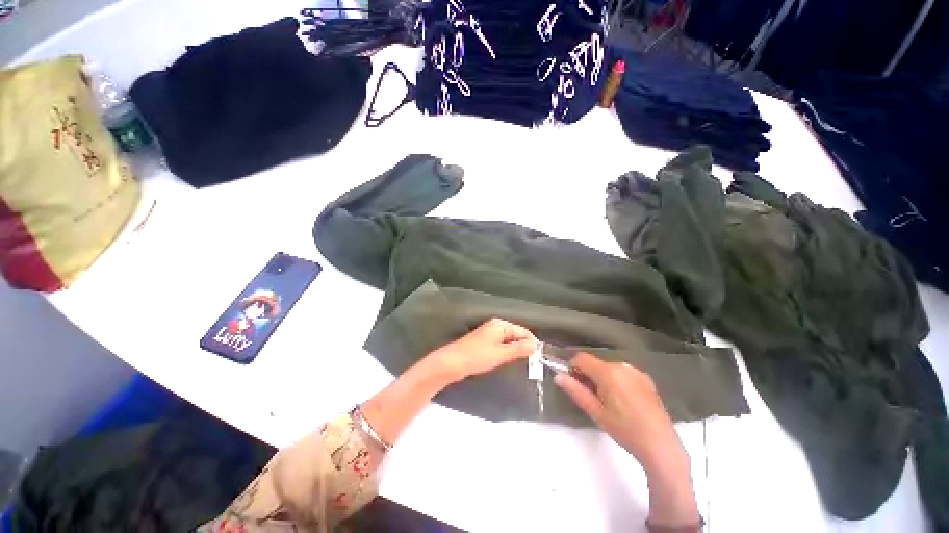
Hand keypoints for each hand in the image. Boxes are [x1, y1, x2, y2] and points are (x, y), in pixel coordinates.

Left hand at [429, 318, 537, 382]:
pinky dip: (507, 352)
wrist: (452, 363)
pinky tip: (509, 360)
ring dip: (516, 350)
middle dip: (524, 346)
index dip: (532, 342)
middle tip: (533, 362)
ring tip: (524, 363)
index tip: (540, 356)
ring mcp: (489, 334)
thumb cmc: (478, 356)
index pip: (522, 331)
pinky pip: (501, 345)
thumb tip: (535, 345)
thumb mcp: (501, 353)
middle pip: (516, 334)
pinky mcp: (484, 343)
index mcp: (500, 324)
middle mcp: (495, 326)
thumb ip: (519, 349)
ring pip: (509, 341)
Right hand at [554, 352, 682, 471]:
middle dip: (588, 374)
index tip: (574, 383)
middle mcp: (622, 365)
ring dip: (602, 377)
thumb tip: (558, 376)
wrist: (661, 446)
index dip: (573, 368)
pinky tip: (623, 400)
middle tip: (591, 397)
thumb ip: (576, 391)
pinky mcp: (646, 378)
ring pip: (608, 367)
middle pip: (595, 362)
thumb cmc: (625, 430)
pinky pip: (623, 372)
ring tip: (608, 401)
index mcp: (608, 372)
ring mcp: (636, 371)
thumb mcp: (596, 412)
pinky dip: (616, 380)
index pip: (581, 358)